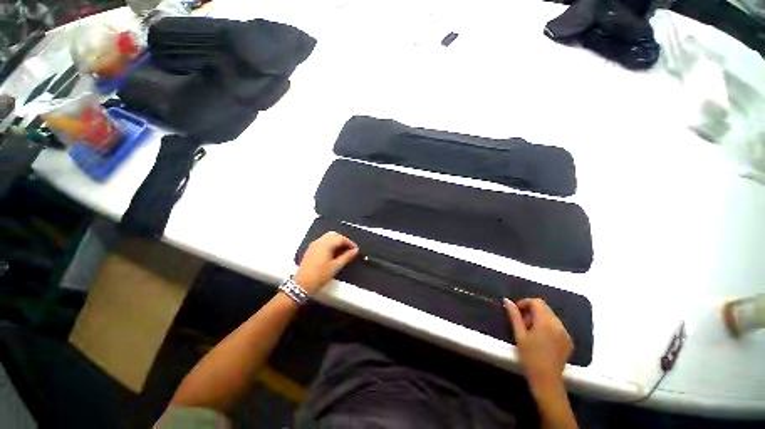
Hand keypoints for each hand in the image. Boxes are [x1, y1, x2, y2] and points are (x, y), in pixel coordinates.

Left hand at [294, 232, 358, 294]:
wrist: (302, 284)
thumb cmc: (320, 275)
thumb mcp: (336, 266)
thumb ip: (347, 256)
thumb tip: (355, 250)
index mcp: (326, 244)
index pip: (341, 238)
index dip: (350, 243)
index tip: (356, 250)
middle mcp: (319, 241)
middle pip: (334, 235)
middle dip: (343, 240)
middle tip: (349, 249)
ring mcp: (314, 244)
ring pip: (328, 237)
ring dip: (337, 241)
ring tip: (343, 251)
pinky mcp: (311, 249)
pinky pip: (323, 241)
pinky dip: (330, 243)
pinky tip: (334, 252)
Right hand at [504, 298, 572, 392]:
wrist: (547, 380)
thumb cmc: (529, 357)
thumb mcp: (519, 335)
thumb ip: (514, 315)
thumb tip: (507, 300)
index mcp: (546, 322)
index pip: (537, 302)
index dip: (525, 303)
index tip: (516, 311)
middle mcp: (558, 325)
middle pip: (544, 308)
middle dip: (531, 311)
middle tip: (522, 323)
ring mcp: (565, 333)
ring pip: (551, 316)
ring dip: (539, 318)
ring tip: (530, 331)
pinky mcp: (568, 341)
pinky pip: (557, 326)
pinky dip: (547, 326)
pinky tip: (541, 339)